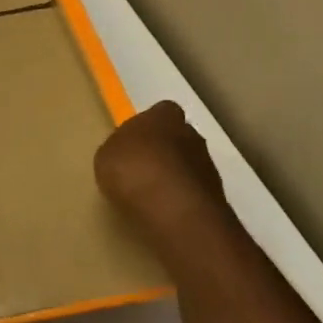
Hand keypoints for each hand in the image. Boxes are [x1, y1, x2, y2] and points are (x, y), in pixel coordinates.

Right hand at [95, 101, 239, 278]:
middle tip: (141, 170)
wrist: (174, 208)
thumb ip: (120, 148)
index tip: (134, 143)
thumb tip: (128, 151)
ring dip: (173, 176)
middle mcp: (190, 133)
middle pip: (177, 138)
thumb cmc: (133, 170)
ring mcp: (207, 163)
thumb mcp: (106, 156)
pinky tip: (163, 210)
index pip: (160, 112)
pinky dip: (180, 197)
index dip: (148, 127)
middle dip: (163, 151)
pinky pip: (192, 189)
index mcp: (163, 116)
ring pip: (187, 164)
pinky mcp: (215, 192)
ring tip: (150, 195)